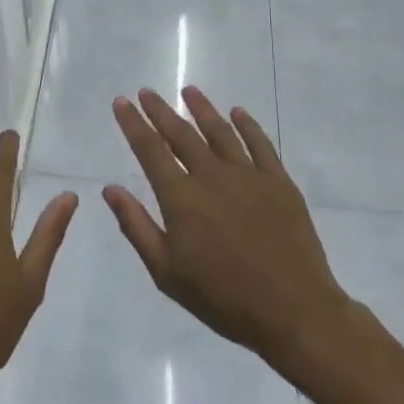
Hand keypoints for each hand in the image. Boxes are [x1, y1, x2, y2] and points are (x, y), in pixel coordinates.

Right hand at [106, 88, 348, 378]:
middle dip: (160, 110)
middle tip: (146, 92)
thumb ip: (136, 226)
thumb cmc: (223, 298)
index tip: (122, 102)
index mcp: (181, 198)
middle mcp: (211, 176)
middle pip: (181, 133)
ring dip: (202, 108)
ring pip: (220, 131)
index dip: (133, 124)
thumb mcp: (166, 273)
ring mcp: (248, 175)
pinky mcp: (279, 182)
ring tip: (189, 91)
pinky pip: (260, 144)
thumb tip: (110, 189)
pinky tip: (238, 113)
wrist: (294, 312)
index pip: (150, 150)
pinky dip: (247, 125)